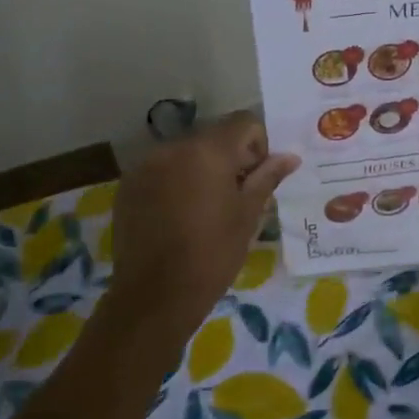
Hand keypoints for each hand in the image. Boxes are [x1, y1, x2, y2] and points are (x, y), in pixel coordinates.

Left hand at [108, 113, 299, 333]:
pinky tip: (179, 215)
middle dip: (230, 157)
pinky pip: (162, 169)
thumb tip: (289, 157)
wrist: (155, 295)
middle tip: (236, 195)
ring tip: (206, 208)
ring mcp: (146, 165)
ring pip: (186, 152)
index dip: (258, 145)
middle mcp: (174, 147)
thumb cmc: (212, 254)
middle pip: (213, 136)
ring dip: (201, 168)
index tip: (257, 177)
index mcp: (208, 150)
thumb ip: (267, 178)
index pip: (243, 122)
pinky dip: (176, 181)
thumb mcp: (248, 216)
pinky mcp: (129, 185)